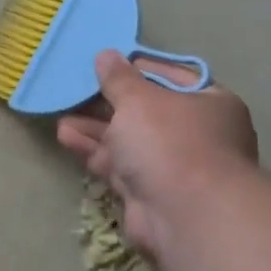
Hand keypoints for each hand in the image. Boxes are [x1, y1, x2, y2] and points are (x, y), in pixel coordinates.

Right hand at [56, 51, 258, 268]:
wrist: (185, 215)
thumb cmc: (170, 141)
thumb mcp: (139, 99)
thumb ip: (119, 78)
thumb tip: (106, 55)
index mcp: (209, 103)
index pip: (168, 76)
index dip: (134, 68)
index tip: (102, 62)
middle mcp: (195, 133)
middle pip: (144, 111)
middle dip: (107, 102)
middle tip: (75, 89)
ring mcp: (171, 165)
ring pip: (127, 139)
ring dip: (94, 127)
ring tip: (61, 113)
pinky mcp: (148, 191)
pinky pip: (117, 164)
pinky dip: (93, 150)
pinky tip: (66, 136)